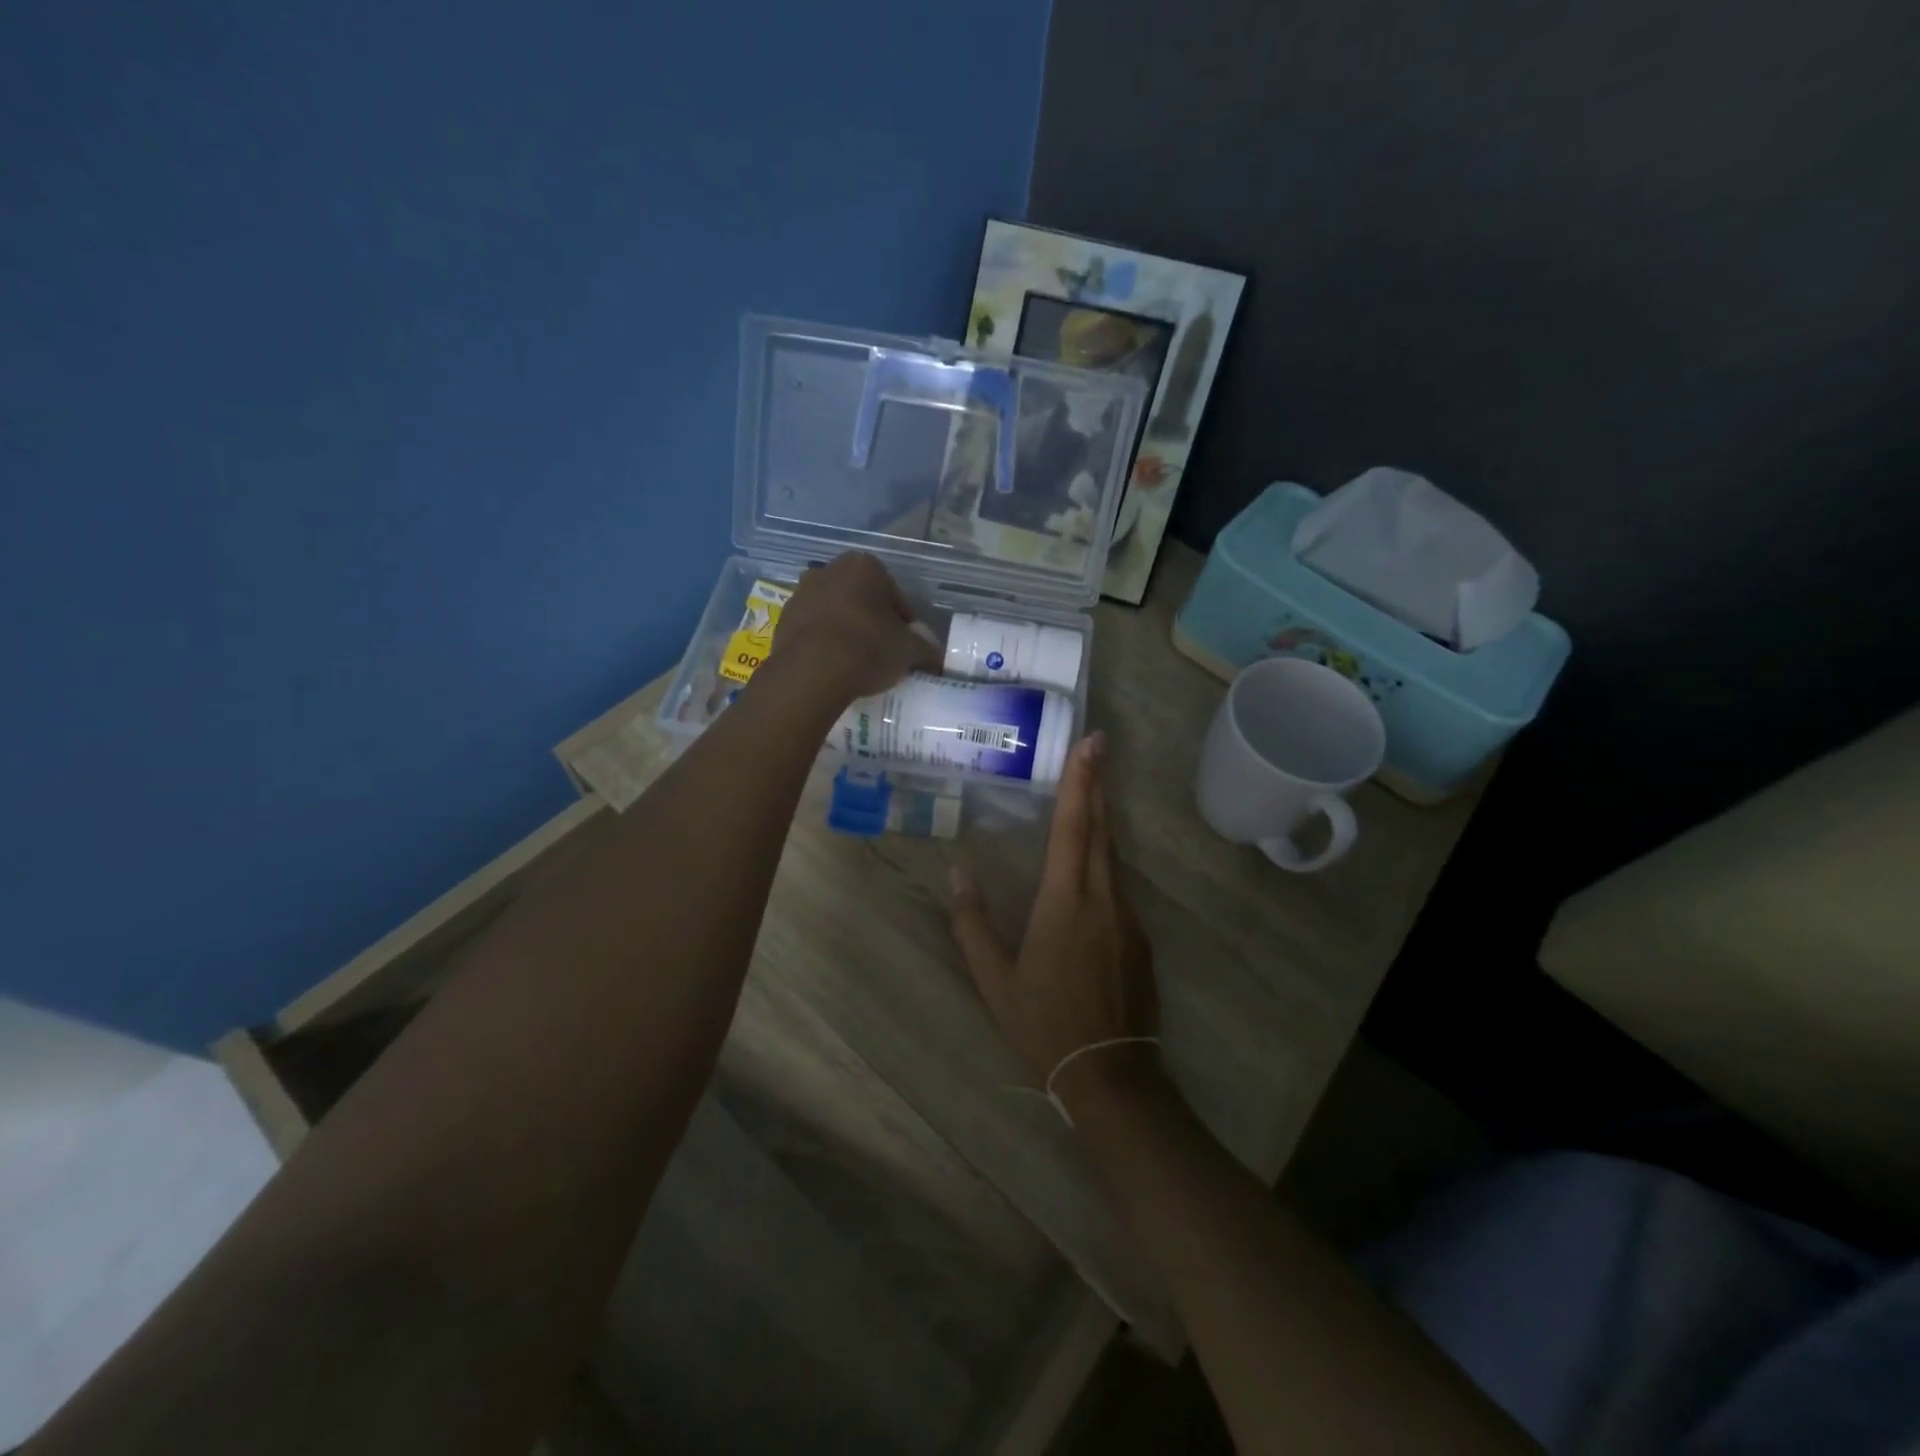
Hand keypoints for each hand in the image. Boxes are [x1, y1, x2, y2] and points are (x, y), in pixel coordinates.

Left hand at [772, 553, 941, 702]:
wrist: (811, 671)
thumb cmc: (868, 648)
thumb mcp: (909, 651)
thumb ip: (926, 649)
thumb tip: (936, 656)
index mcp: (866, 566)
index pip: (895, 596)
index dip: (904, 624)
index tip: (906, 647)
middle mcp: (830, 569)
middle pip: (862, 599)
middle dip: (872, 621)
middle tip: (882, 653)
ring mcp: (801, 593)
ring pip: (835, 612)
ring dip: (846, 630)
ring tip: (856, 663)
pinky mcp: (782, 619)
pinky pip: (813, 629)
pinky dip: (824, 642)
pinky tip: (833, 666)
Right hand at [949, 733, 1162, 1109]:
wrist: (1110, 1075)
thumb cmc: (1044, 1024)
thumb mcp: (995, 979)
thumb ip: (972, 923)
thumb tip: (957, 872)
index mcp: (1065, 902)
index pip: (1073, 827)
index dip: (1081, 782)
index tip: (1091, 743)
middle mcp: (1103, 899)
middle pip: (1101, 829)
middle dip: (1098, 783)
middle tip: (1098, 744)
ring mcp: (1129, 918)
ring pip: (1113, 856)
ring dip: (1102, 819)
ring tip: (1092, 790)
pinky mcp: (1141, 938)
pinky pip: (1120, 886)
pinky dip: (1105, 860)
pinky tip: (1093, 865)